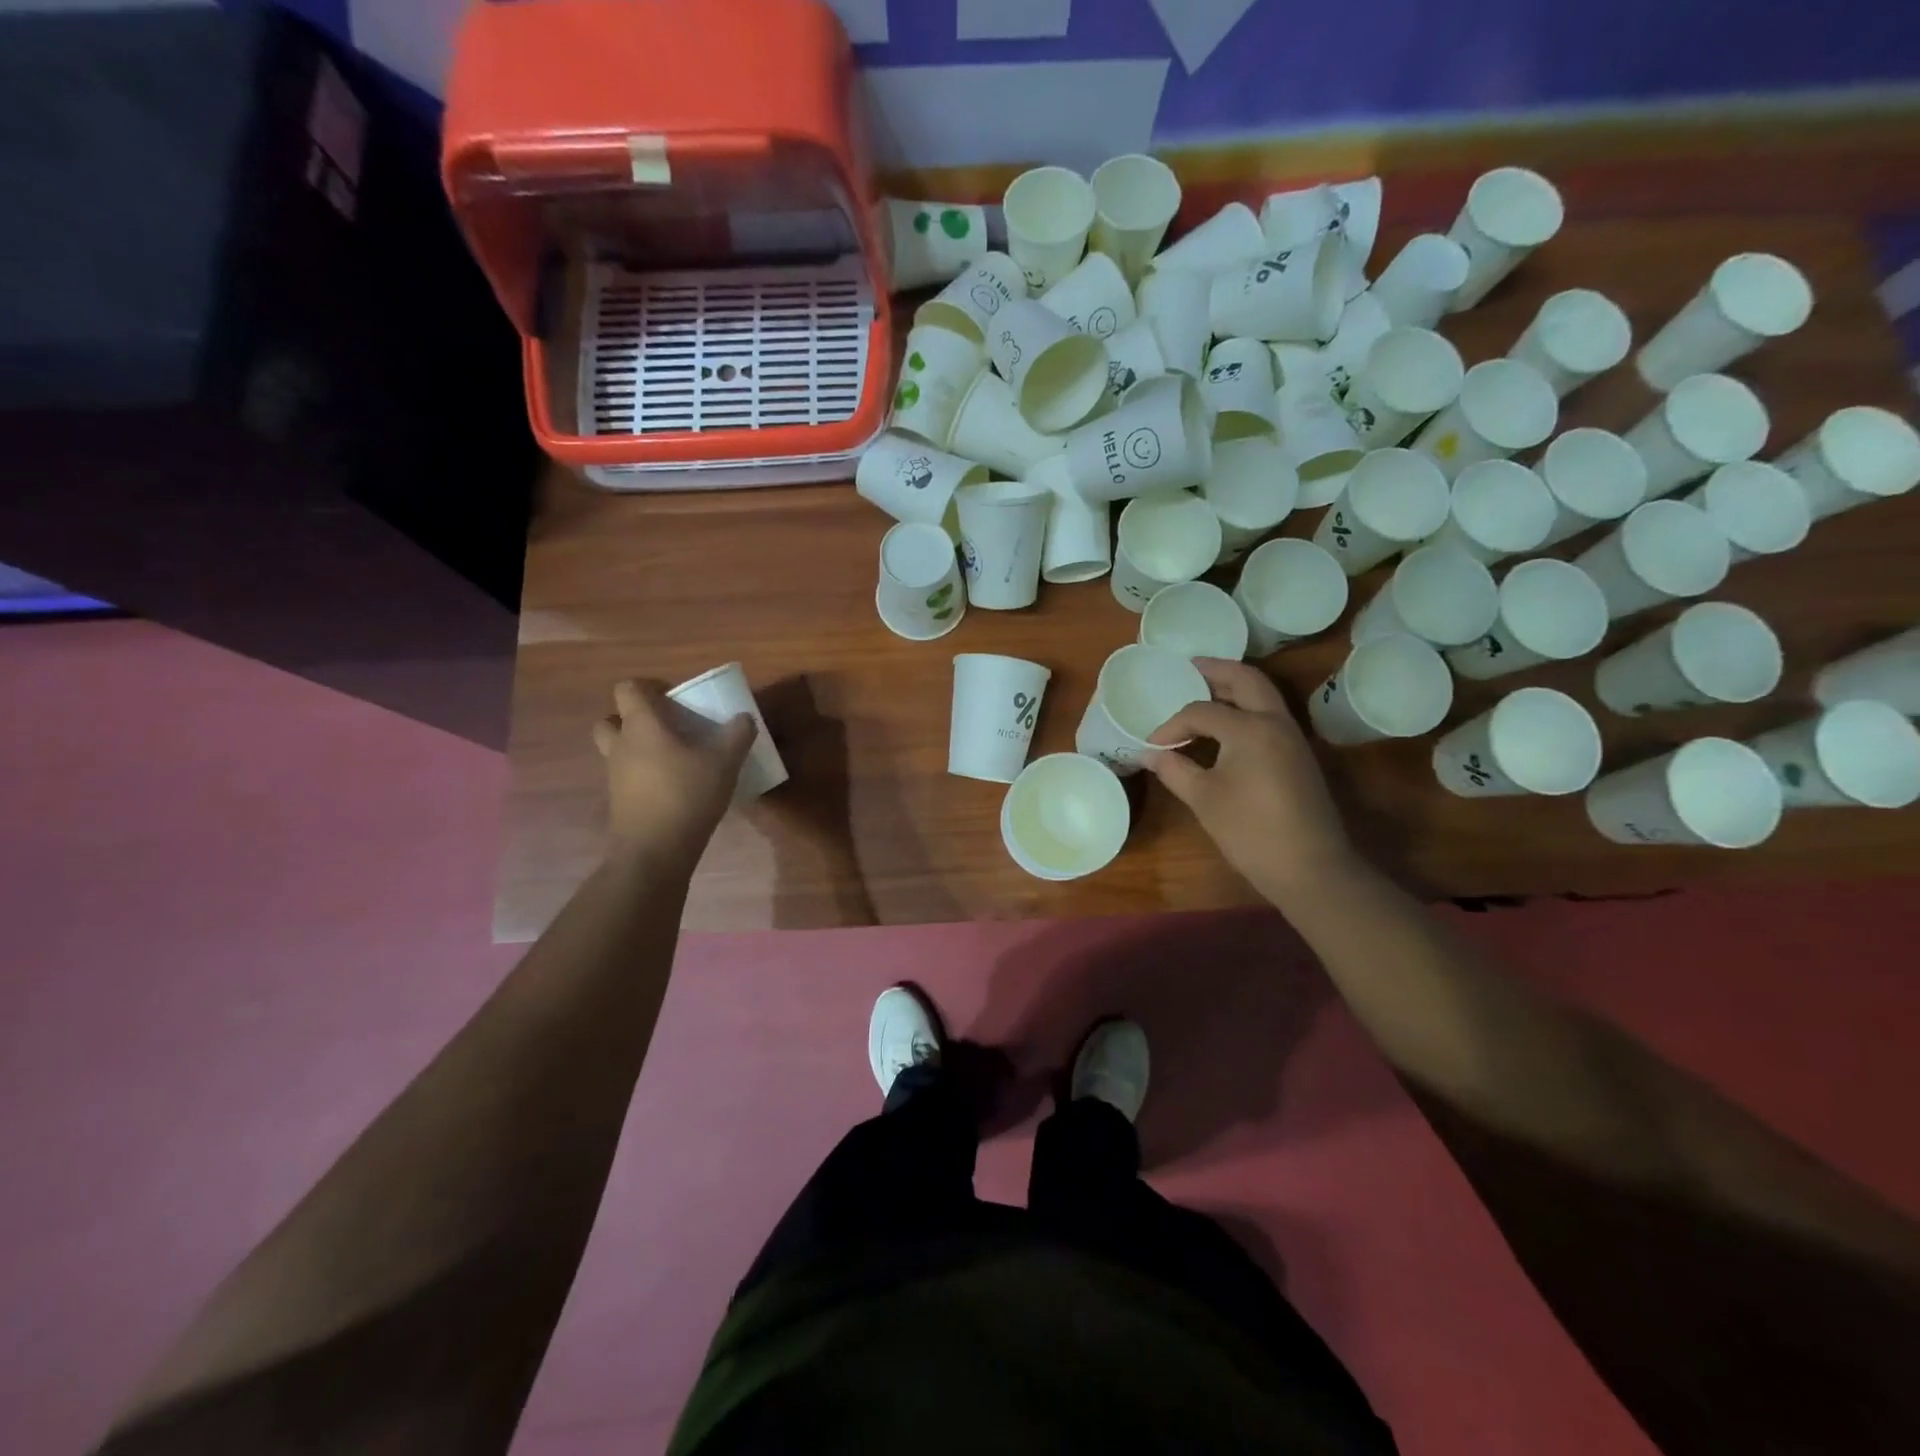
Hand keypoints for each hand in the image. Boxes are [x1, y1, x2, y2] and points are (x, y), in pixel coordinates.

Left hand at [592, 680, 754, 853]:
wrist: (655, 851)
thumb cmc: (687, 795)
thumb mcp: (724, 762)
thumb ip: (737, 735)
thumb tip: (744, 718)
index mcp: (641, 726)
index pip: (627, 689)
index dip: (648, 686)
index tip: (675, 697)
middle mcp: (621, 745)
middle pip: (611, 719)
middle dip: (632, 718)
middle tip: (665, 727)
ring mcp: (615, 775)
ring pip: (616, 750)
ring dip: (636, 747)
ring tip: (672, 757)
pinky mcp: (619, 801)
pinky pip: (626, 776)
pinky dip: (642, 775)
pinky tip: (673, 787)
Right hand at [1145, 659, 1360, 908]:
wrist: (1310, 867)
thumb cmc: (1250, 831)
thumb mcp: (1204, 799)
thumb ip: (1174, 770)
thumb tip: (1149, 754)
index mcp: (1250, 728)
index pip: (1201, 711)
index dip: (1172, 725)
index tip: (1153, 745)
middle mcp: (1275, 722)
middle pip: (1245, 679)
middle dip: (1216, 670)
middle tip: (1189, 667)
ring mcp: (1292, 737)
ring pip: (1263, 694)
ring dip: (1234, 686)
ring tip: (1204, 689)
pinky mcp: (1298, 755)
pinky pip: (1269, 714)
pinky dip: (1246, 707)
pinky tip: (1225, 724)